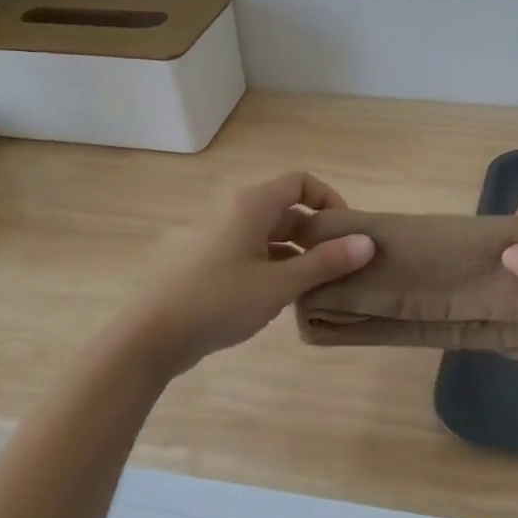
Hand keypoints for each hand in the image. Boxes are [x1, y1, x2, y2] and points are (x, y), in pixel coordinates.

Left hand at [124, 172, 374, 375]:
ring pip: (272, 235)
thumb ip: (325, 262)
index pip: (301, 182)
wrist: (150, 336)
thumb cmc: (219, 301)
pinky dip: (277, 267)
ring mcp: (220, 238)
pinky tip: (287, 298)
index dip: (330, 200)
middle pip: (288, 209)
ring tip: (321, 285)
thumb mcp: (280, 284)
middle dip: (318, 234)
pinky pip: (254, 254)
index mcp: (252, 204)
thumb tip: (367, 242)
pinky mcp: (211, 263)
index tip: (348, 233)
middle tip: (342, 265)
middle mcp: (236, 212)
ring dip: (299, 254)